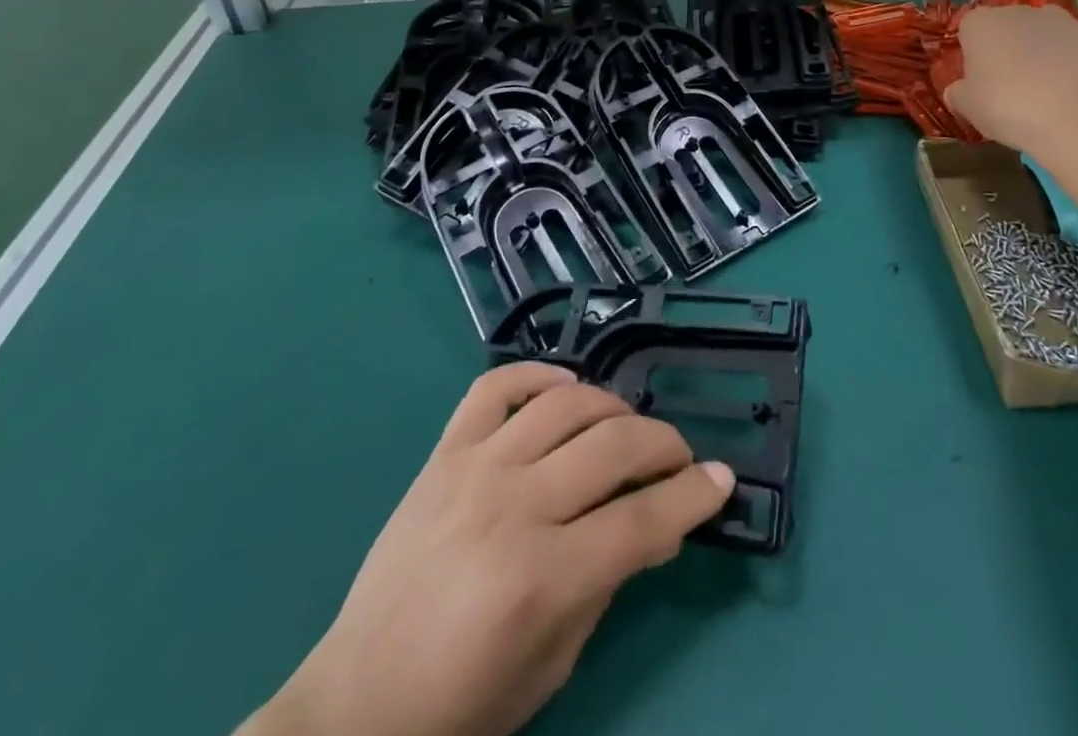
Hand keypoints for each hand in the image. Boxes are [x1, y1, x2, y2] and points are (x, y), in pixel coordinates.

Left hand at [242, 363, 734, 735]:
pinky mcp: (443, 452)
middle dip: (664, 445)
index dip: (692, 496)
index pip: (641, 519)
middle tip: (680, 457)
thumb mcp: (552, 665)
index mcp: (542, 578)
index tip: (721, 479)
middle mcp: (513, 507)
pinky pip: (495, 387)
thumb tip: (657, 525)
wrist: (356, 704)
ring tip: (627, 427)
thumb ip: (608, 585)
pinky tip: (565, 389)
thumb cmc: (461, 704)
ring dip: (612, 407)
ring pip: (565, 405)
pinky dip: (538, 375)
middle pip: (613, 448)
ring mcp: (475, 469)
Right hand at [946, 5, 1077, 155]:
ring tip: (1046, 82)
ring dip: (1041, 46)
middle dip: (1007, 45)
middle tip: (1010, 82)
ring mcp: (1060, 19)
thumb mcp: (967, 107)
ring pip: (1043, 29)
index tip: (979, 77)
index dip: (973, 52)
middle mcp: (1018, 11)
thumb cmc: (1007, 109)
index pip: (969, 28)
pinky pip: (1075, 42)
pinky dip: (1072, 55)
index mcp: (981, 23)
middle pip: (1007, 24)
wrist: (1075, 122)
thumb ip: (958, 92)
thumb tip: (960, 89)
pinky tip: (1073, 83)